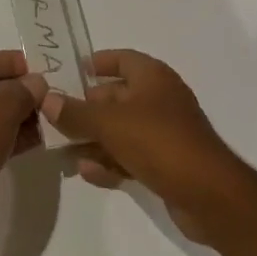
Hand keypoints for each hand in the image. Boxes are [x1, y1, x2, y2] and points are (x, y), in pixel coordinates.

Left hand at [0, 50, 47, 235]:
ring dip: (17, 116)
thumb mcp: (3, 107)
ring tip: (50, 119)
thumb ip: (23, 90)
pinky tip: (36, 141)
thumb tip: (37, 83)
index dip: (14, 63)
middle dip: (18, 91)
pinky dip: (8, 137)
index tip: (43, 70)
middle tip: (50, 96)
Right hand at [40, 50, 247, 241]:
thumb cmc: (159, 142)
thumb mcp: (110, 123)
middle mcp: (160, 100)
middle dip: (87, 107)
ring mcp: (165, 134)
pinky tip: (86, 172)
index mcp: (153, 78)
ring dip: (94, 138)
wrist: (210, 195)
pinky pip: (131, 156)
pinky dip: (110, 161)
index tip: (71, 70)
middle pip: (117, 97)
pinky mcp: (167, 164)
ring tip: (63, 149)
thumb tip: (46, 99)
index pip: (122, 59)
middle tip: (55, 116)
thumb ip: (76, 112)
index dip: (98, 62)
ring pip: (121, 130)